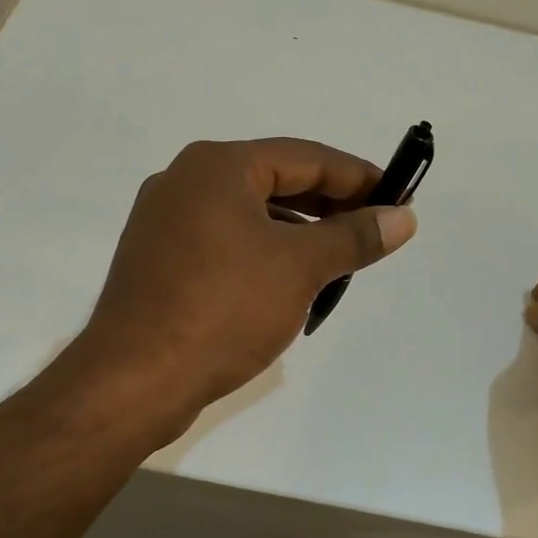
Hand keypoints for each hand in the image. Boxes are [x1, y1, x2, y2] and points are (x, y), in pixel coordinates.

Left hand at [66, 138, 417, 438]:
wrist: (135, 380)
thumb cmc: (223, 309)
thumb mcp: (300, 268)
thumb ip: (354, 237)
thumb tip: (402, 218)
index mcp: (217, 166)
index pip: (305, 157)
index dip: (358, 176)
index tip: (399, 197)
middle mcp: (185, 181)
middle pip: (274, 181)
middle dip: (329, 205)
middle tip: (374, 228)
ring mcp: (165, 222)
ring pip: (249, 214)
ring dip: (298, 232)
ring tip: (339, 260)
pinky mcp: (159, 261)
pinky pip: (225, 242)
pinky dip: (263, 252)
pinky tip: (288, 282)